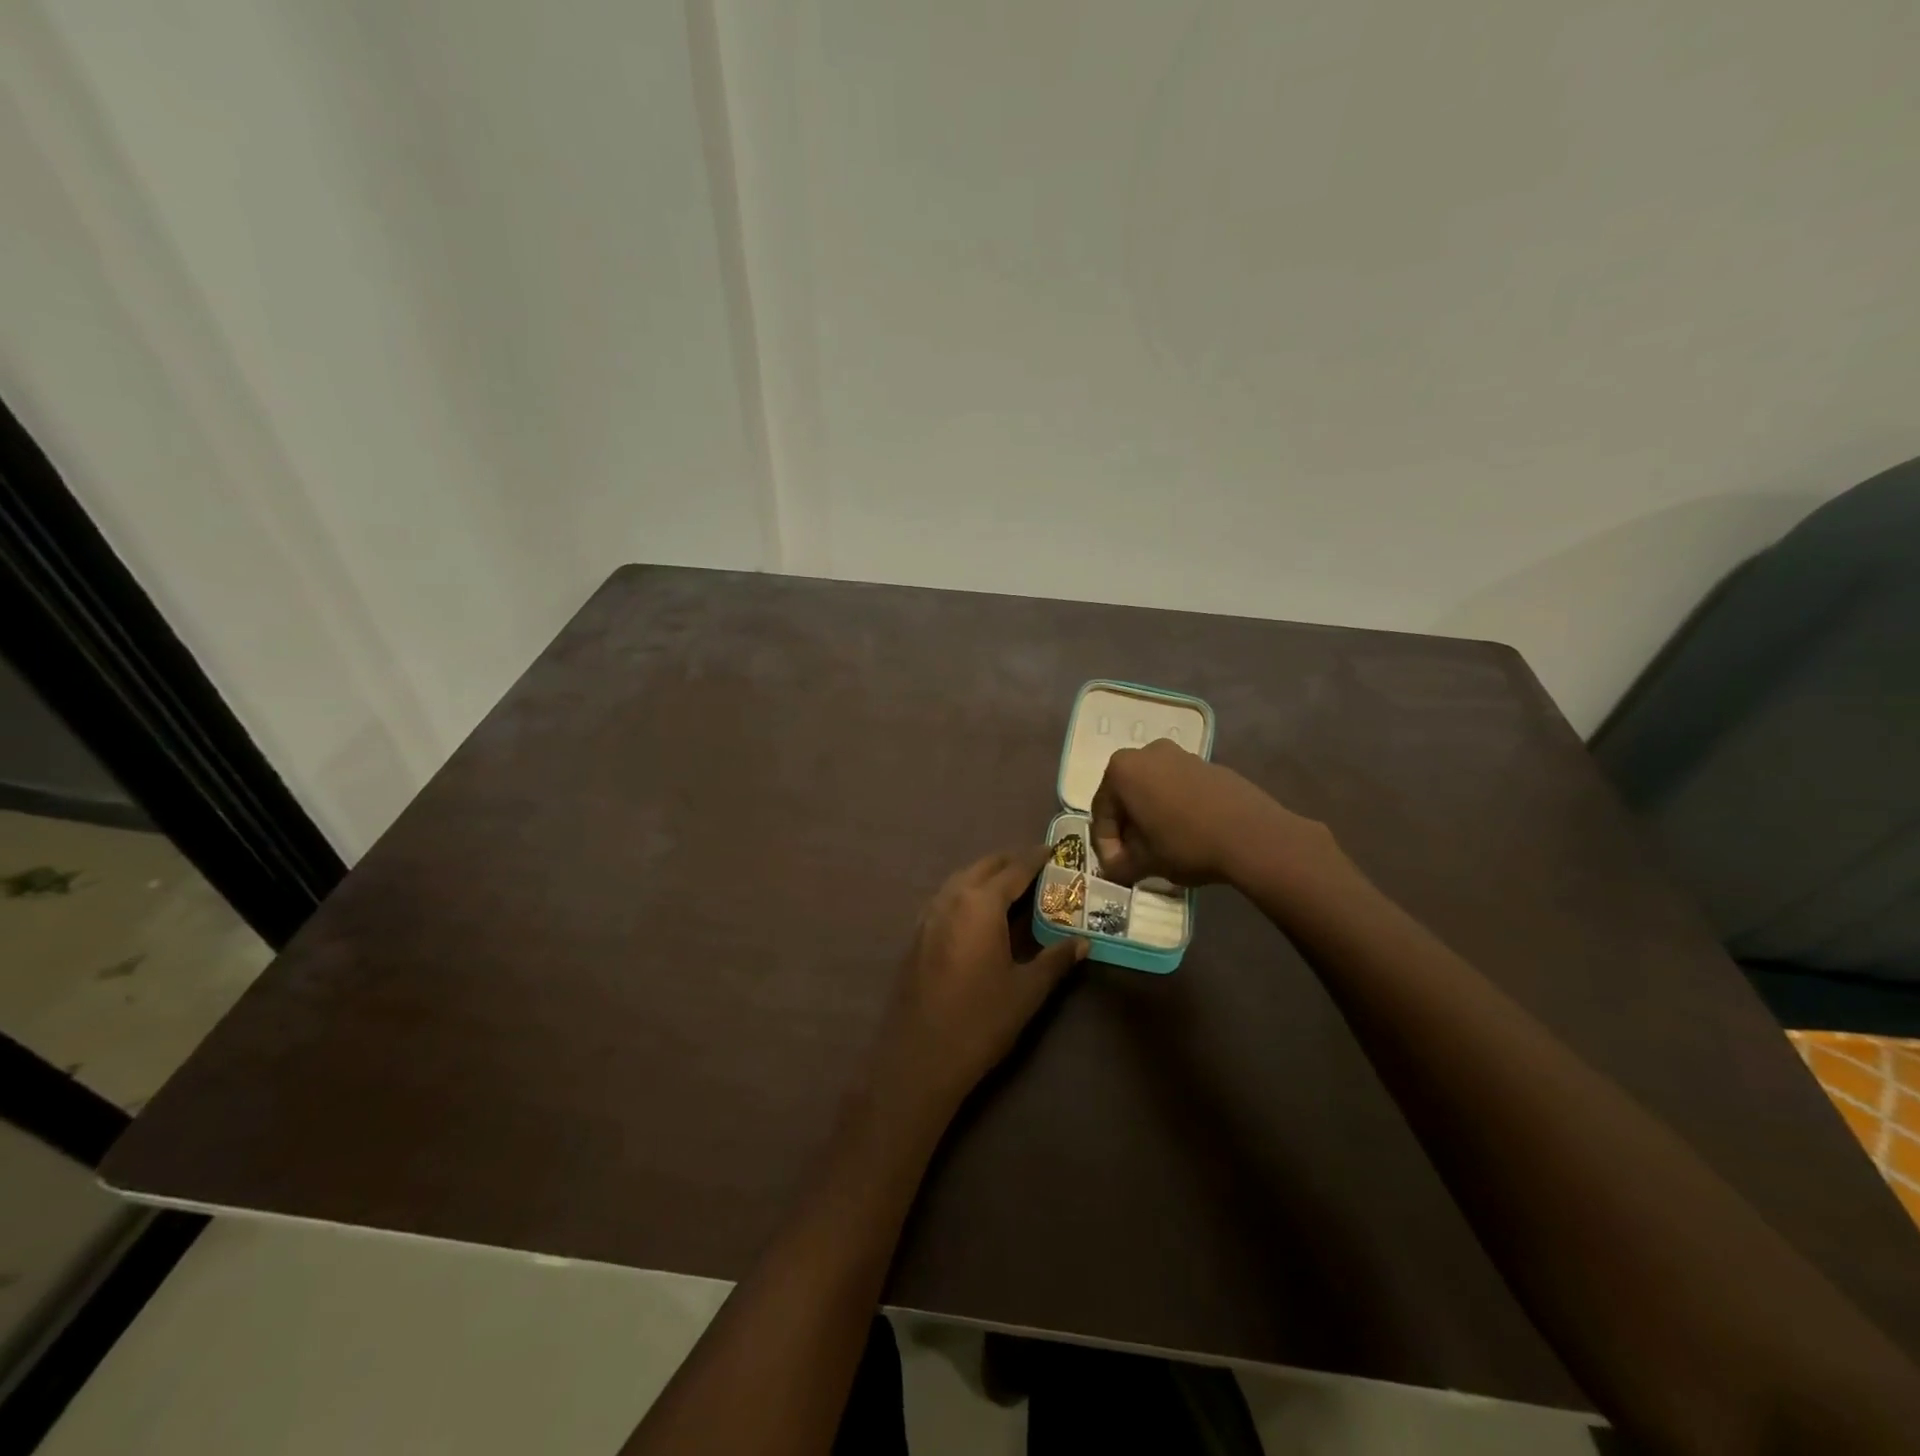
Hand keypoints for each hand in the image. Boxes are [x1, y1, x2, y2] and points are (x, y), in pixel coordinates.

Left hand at [870, 846, 1087, 1116]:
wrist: (919, 1056)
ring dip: (986, 874)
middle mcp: (951, 899)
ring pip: (961, 879)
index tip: (1053, 848)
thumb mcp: (1027, 991)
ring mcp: (928, 915)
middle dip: (1009, 861)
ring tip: (1011, 884)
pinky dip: (967, 891)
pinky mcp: (917, 934)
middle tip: (1036, 864)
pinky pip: (946, 897)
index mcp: (980, 904)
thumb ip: (1056, 959)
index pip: (1013, 870)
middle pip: (983, 867)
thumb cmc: (981, 1020)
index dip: (1035, 858)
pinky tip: (979, 911)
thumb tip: (1084, 942)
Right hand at [1089, 738, 1324, 886]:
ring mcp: (1181, 755)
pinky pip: (1179, 787)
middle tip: (1134, 857)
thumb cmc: (1186, 843)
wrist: (1253, 835)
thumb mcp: (1145, 862)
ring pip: (1153, 789)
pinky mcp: (1209, 765)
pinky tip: (1188, 834)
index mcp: (1122, 770)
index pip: (1102, 811)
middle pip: (1126, 795)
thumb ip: (1121, 865)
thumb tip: (1114, 869)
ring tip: (1161, 848)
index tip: (1116, 868)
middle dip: (1127, 827)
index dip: (1106, 845)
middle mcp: (1147, 753)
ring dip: (1151, 817)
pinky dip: (1175, 808)